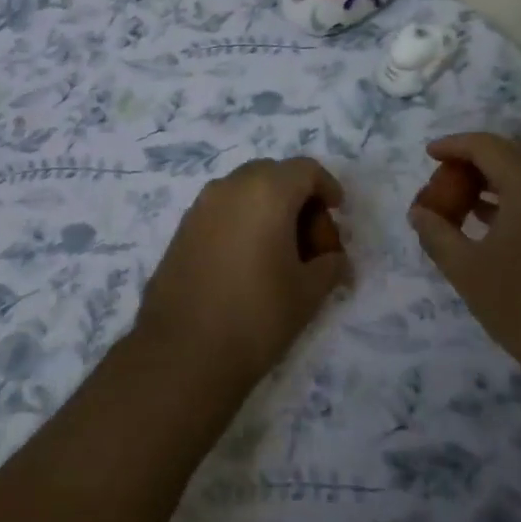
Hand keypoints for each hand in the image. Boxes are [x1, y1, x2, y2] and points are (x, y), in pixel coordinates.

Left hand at [137, 157, 351, 388]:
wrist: (182, 352)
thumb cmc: (256, 314)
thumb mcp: (308, 292)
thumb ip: (330, 265)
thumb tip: (335, 260)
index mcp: (266, 191)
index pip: (305, 169)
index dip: (327, 187)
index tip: (338, 214)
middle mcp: (230, 186)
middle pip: (274, 176)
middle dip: (298, 200)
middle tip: (312, 242)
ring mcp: (201, 206)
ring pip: (245, 191)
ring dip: (269, 210)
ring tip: (282, 255)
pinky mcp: (182, 229)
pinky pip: (223, 210)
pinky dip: (243, 222)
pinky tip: (249, 263)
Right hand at [408, 132, 520, 415]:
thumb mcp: (467, 270)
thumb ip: (436, 233)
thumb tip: (418, 213)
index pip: (486, 145)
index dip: (453, 146)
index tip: (428, 155)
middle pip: (510, 156)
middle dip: (472, 165)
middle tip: (442, 184)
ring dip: (493, 183)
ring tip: (459, 204)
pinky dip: (513, 200)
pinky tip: (490, 224)